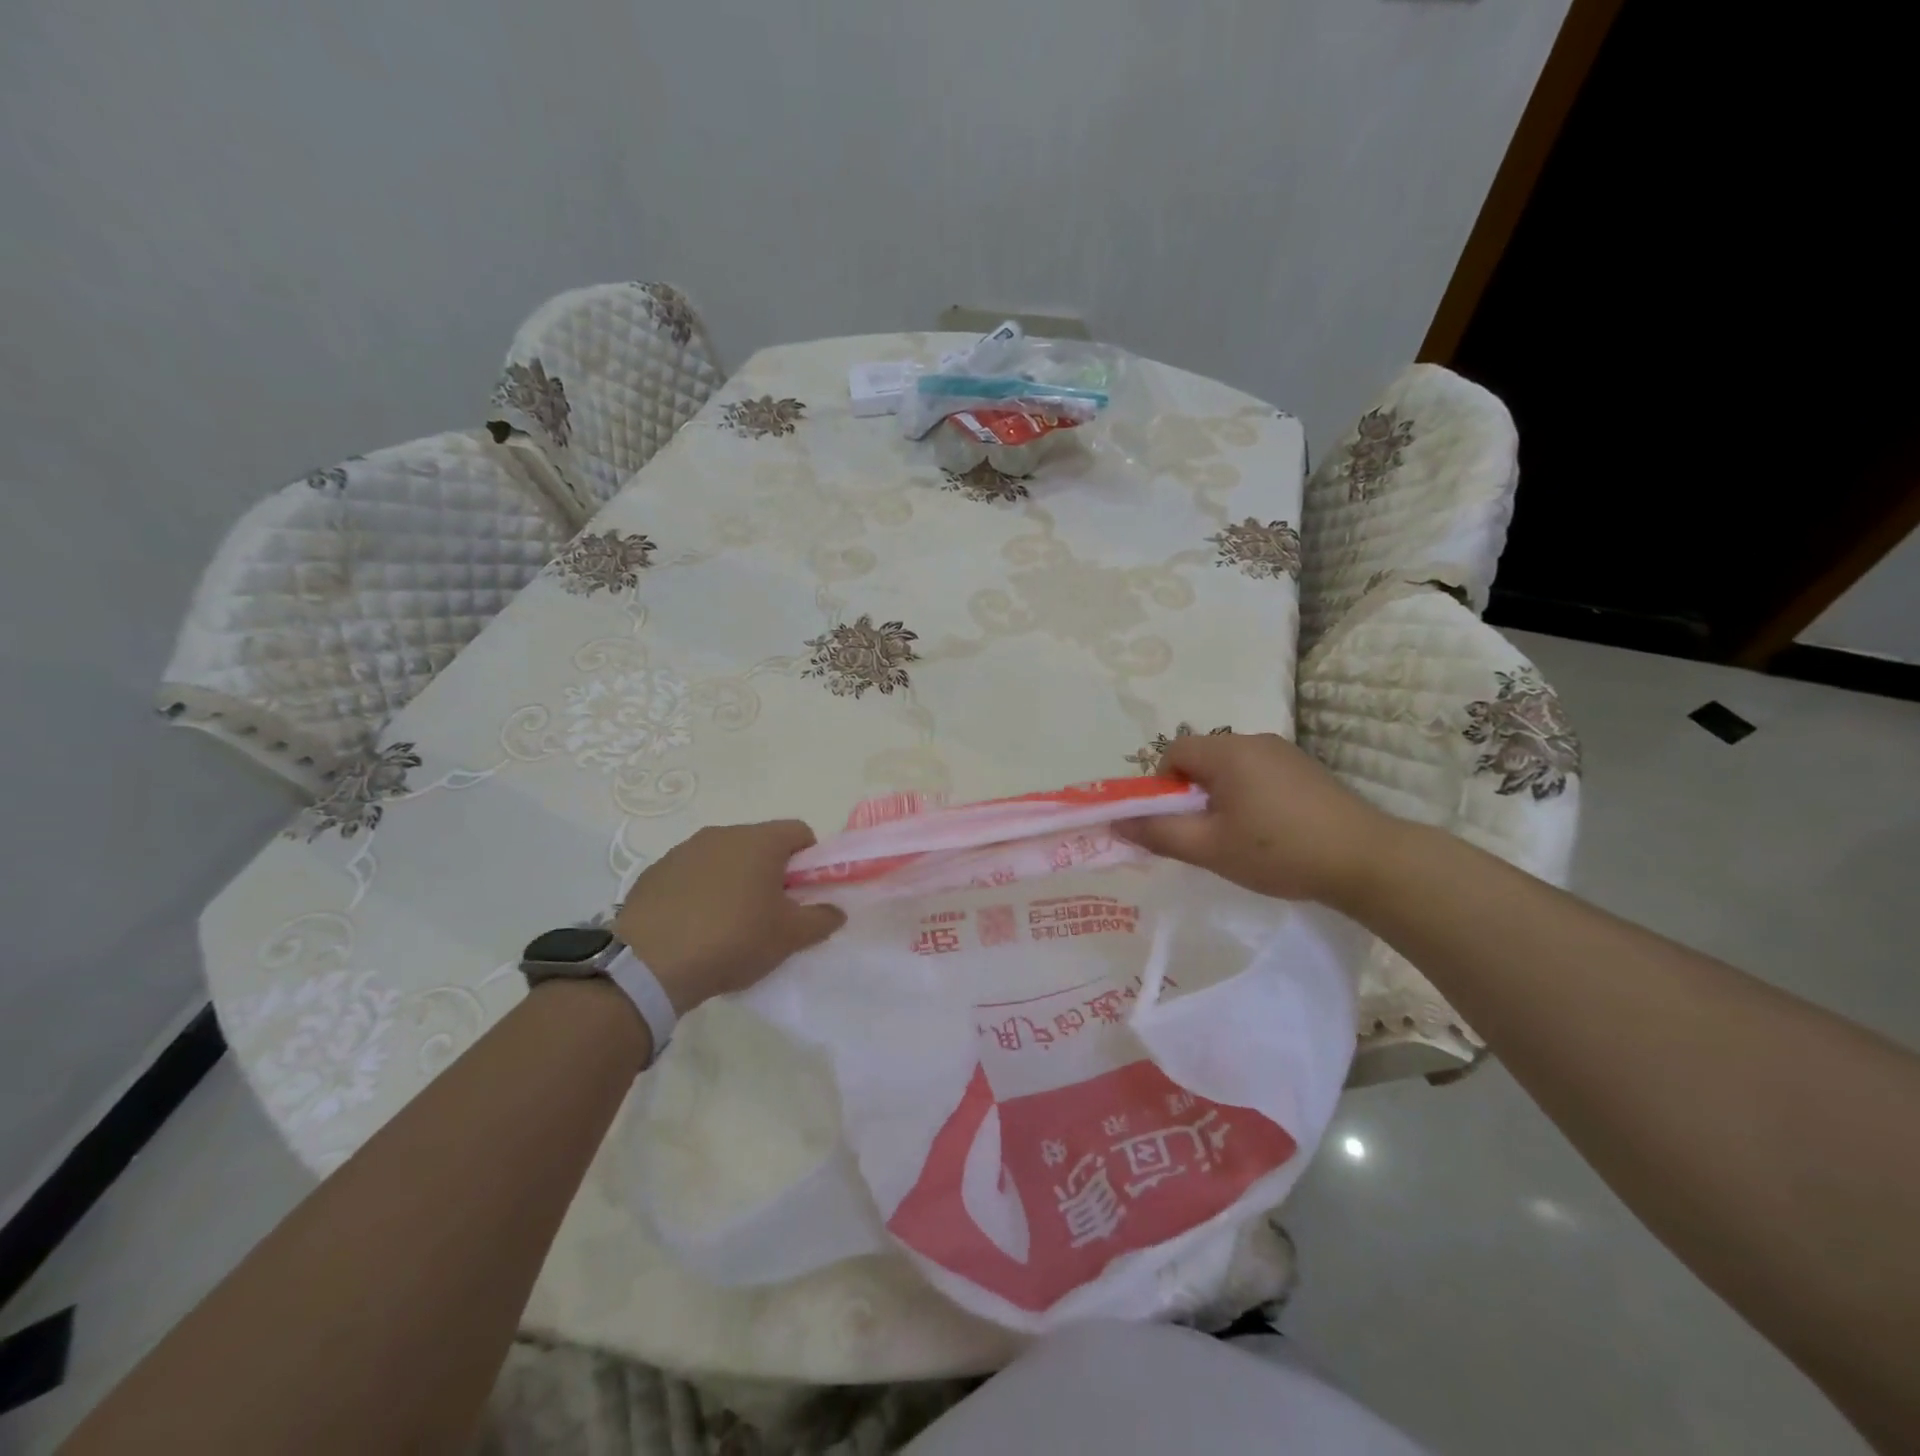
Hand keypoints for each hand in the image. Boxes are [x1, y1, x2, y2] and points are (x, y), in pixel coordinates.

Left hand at [615, 821, 846, 1014]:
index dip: (810, 861)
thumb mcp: (789, 937)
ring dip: (734, 880)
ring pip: (724, 858)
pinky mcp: (654, 872)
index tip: (803, 893)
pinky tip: (694, 927)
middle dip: (771, 872)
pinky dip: (700, 891)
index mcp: (760, 841)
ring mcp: (683, 850)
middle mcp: (722, 834)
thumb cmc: (732, 940)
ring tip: (728, 923)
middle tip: (770, 913)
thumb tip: (836, 910)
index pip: (800, 832)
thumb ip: (821, 919)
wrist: (649, 965)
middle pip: (760, 844)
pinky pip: (690, 874)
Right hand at [1118, 732, 1397, 907]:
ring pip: (1231, 768)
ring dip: (1220, 796)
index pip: (1173, 751)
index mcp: (1228, 751)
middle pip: (1202, 758)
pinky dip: (1248, 796)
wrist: (1366, 861)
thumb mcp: (1209, 848)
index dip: (1162, 785)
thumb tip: (1117, 822)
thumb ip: (1159, 833)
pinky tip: (1268, 831)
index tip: (1174, 821)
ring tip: (1235, 837)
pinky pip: (1258, 774)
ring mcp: (1285, 753)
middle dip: (1191, 794)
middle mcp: (1254, 741)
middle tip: (1201, 834)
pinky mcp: (1306, 770)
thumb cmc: (1278, 850)